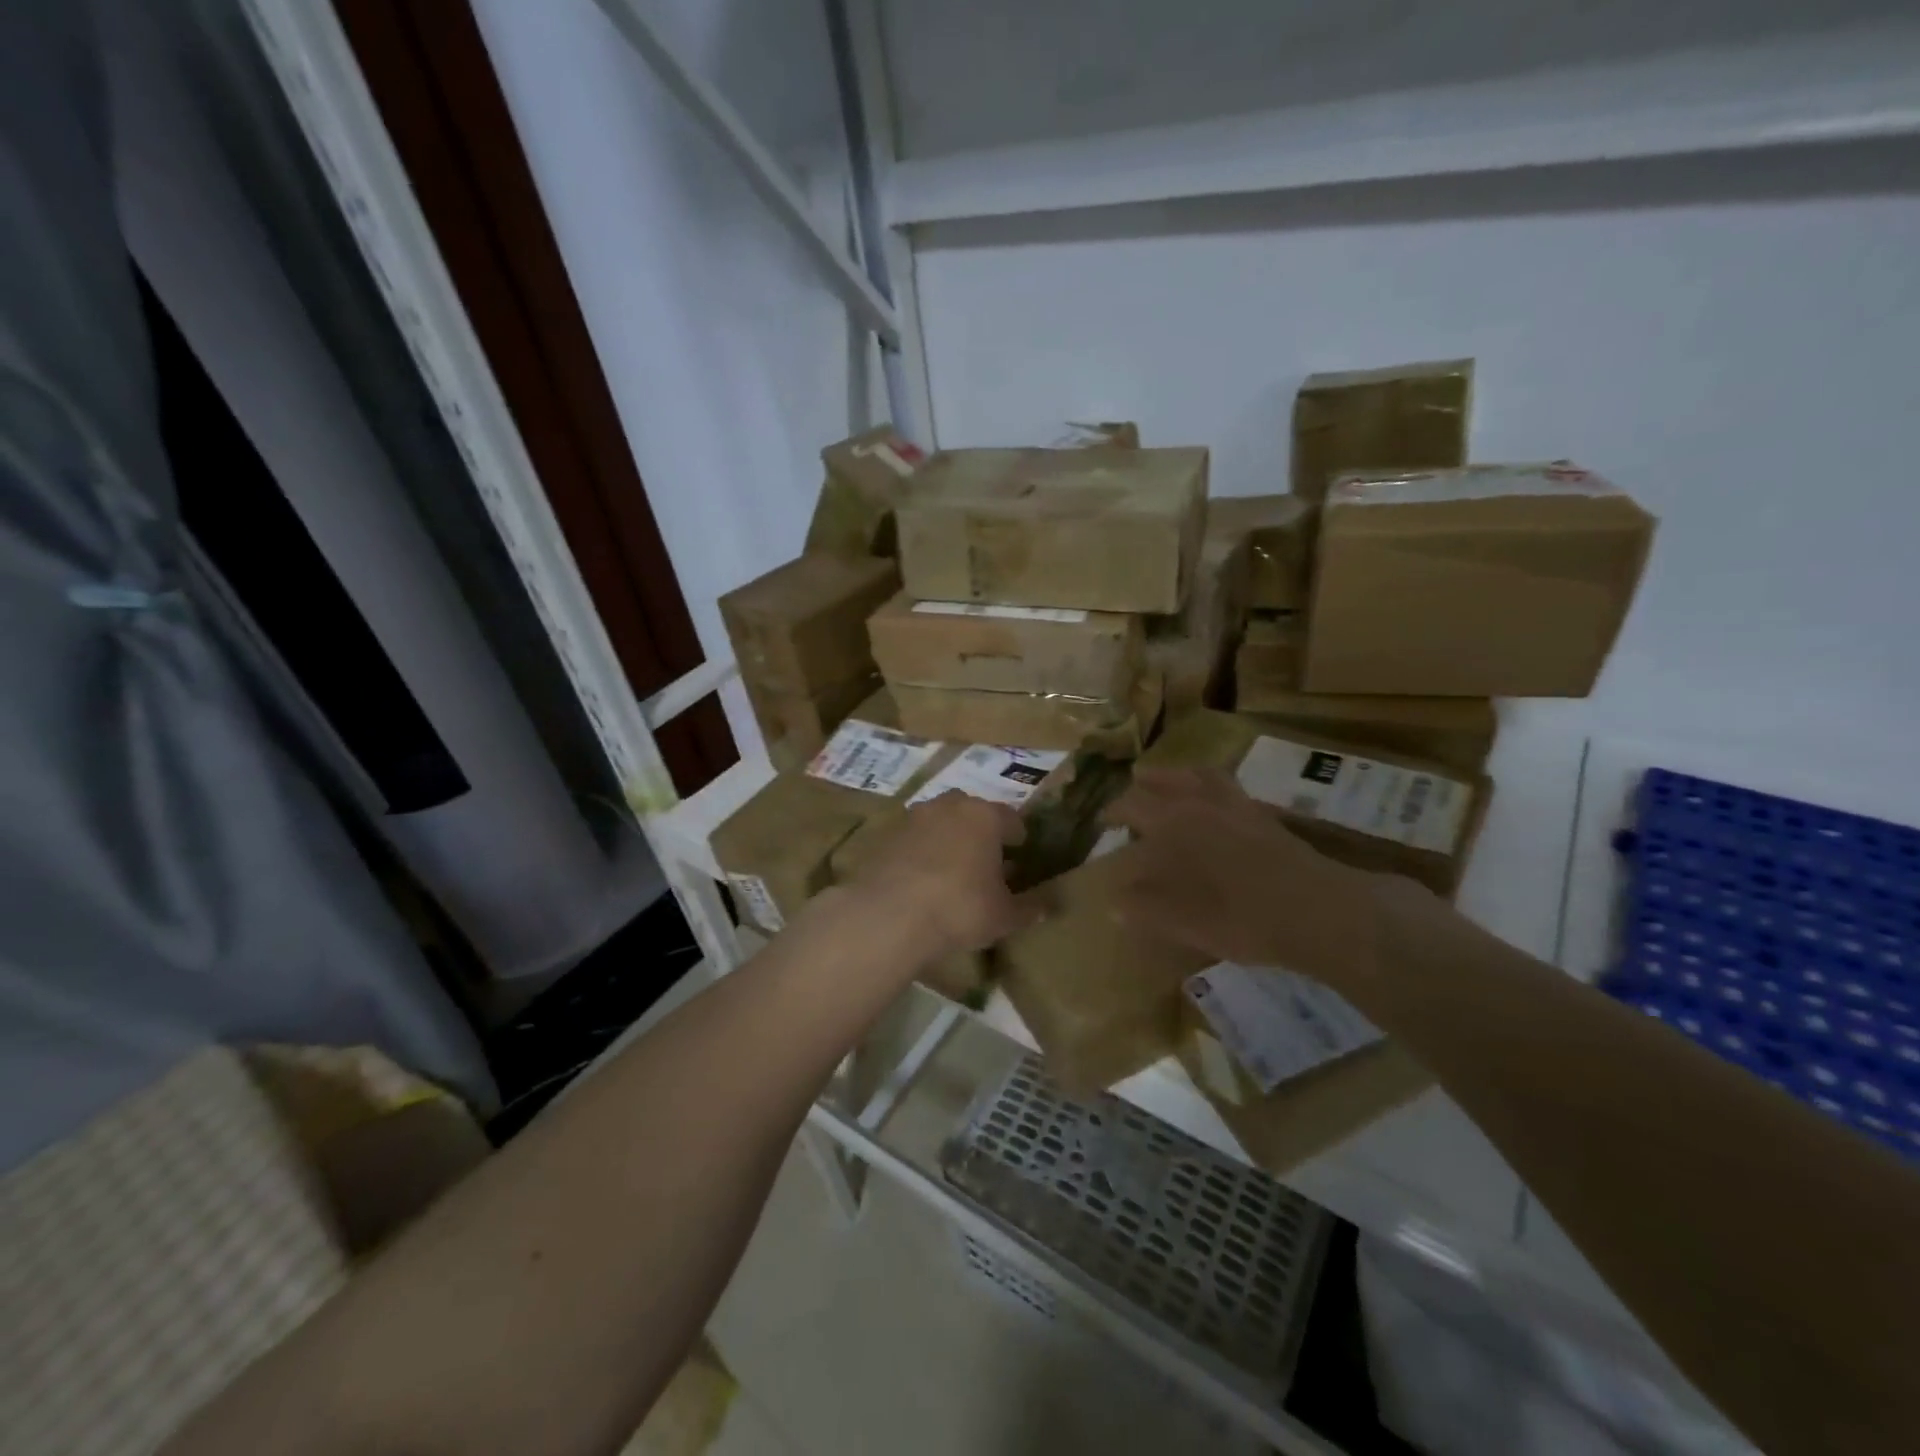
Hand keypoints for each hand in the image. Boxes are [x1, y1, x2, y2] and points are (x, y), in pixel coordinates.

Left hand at [838, 792, 1041, 957]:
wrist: (891, 915)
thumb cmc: (961, 909)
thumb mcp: (1004, 916)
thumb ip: (1029, 908)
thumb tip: (1048, 905)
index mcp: (986, 816)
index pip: (1011, 819)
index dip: (1018, 837)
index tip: (1020, 853)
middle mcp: (951, 806)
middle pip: (973, 811)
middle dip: (981, 831)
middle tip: (986, 859)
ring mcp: (915, 817)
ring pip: (941, 821)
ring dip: (949, 837)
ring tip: (952, 868)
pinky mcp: (887, 834)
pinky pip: (914, 838)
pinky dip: (922, 850)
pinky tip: (922, 877)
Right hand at [1103, 767, 1392, 992]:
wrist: (1317, 911)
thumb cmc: (1240, 917)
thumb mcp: (1182, 921)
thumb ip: (1143, 907)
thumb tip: (1114, 899)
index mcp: (1174, 822)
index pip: (1131, 805)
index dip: (1113, 812)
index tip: (1103, 822)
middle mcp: (1200, 802)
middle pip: (1162, 782)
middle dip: (1140, 789)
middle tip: (1129, 803)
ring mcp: (1235, 803)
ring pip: (1197, 775)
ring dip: (1174, 776)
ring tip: (1163, 782)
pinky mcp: (1262, 814)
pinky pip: (1226, 785)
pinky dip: (1209, 784)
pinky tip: (1211, 800)